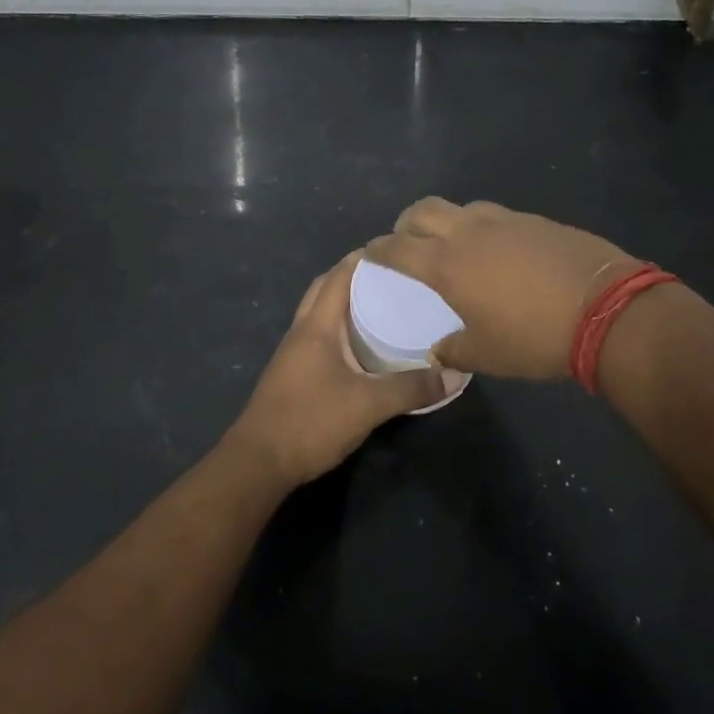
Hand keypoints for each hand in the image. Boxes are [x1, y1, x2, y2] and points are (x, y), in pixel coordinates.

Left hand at [223, 251, 465, 489]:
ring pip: (320, 313)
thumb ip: (411, 388)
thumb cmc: (311, 421)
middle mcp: (302, 331)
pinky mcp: (293, 374)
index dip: (364, 258)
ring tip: (383, 305)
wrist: (258, 462)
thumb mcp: (369, 405)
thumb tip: (455, 374)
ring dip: (345, 302)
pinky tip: (363, 345)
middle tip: (392, 277)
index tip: (396, 250)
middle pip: (326, 288)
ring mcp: (293, 353)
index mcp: (316, 326)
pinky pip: (319, 336)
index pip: (339, 276)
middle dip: (355, 276)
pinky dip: (340, 328)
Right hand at [365, 198, 636, 379]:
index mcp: (447, 264)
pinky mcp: (537, 220)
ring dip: (449, 221)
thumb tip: (438, 350)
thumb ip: (453, 351)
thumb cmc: (535, 337)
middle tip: (407, 240)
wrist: (606, 309)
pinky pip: (498, 217)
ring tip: (456, 245)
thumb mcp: (487, 355)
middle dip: (407, 222)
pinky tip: (500, 252)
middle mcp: (470, 232)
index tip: (370, 252)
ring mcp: (506, 220)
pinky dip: (485, 229)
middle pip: (424, 210)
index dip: (379, 249)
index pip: (398, 248)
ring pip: (463, 208)